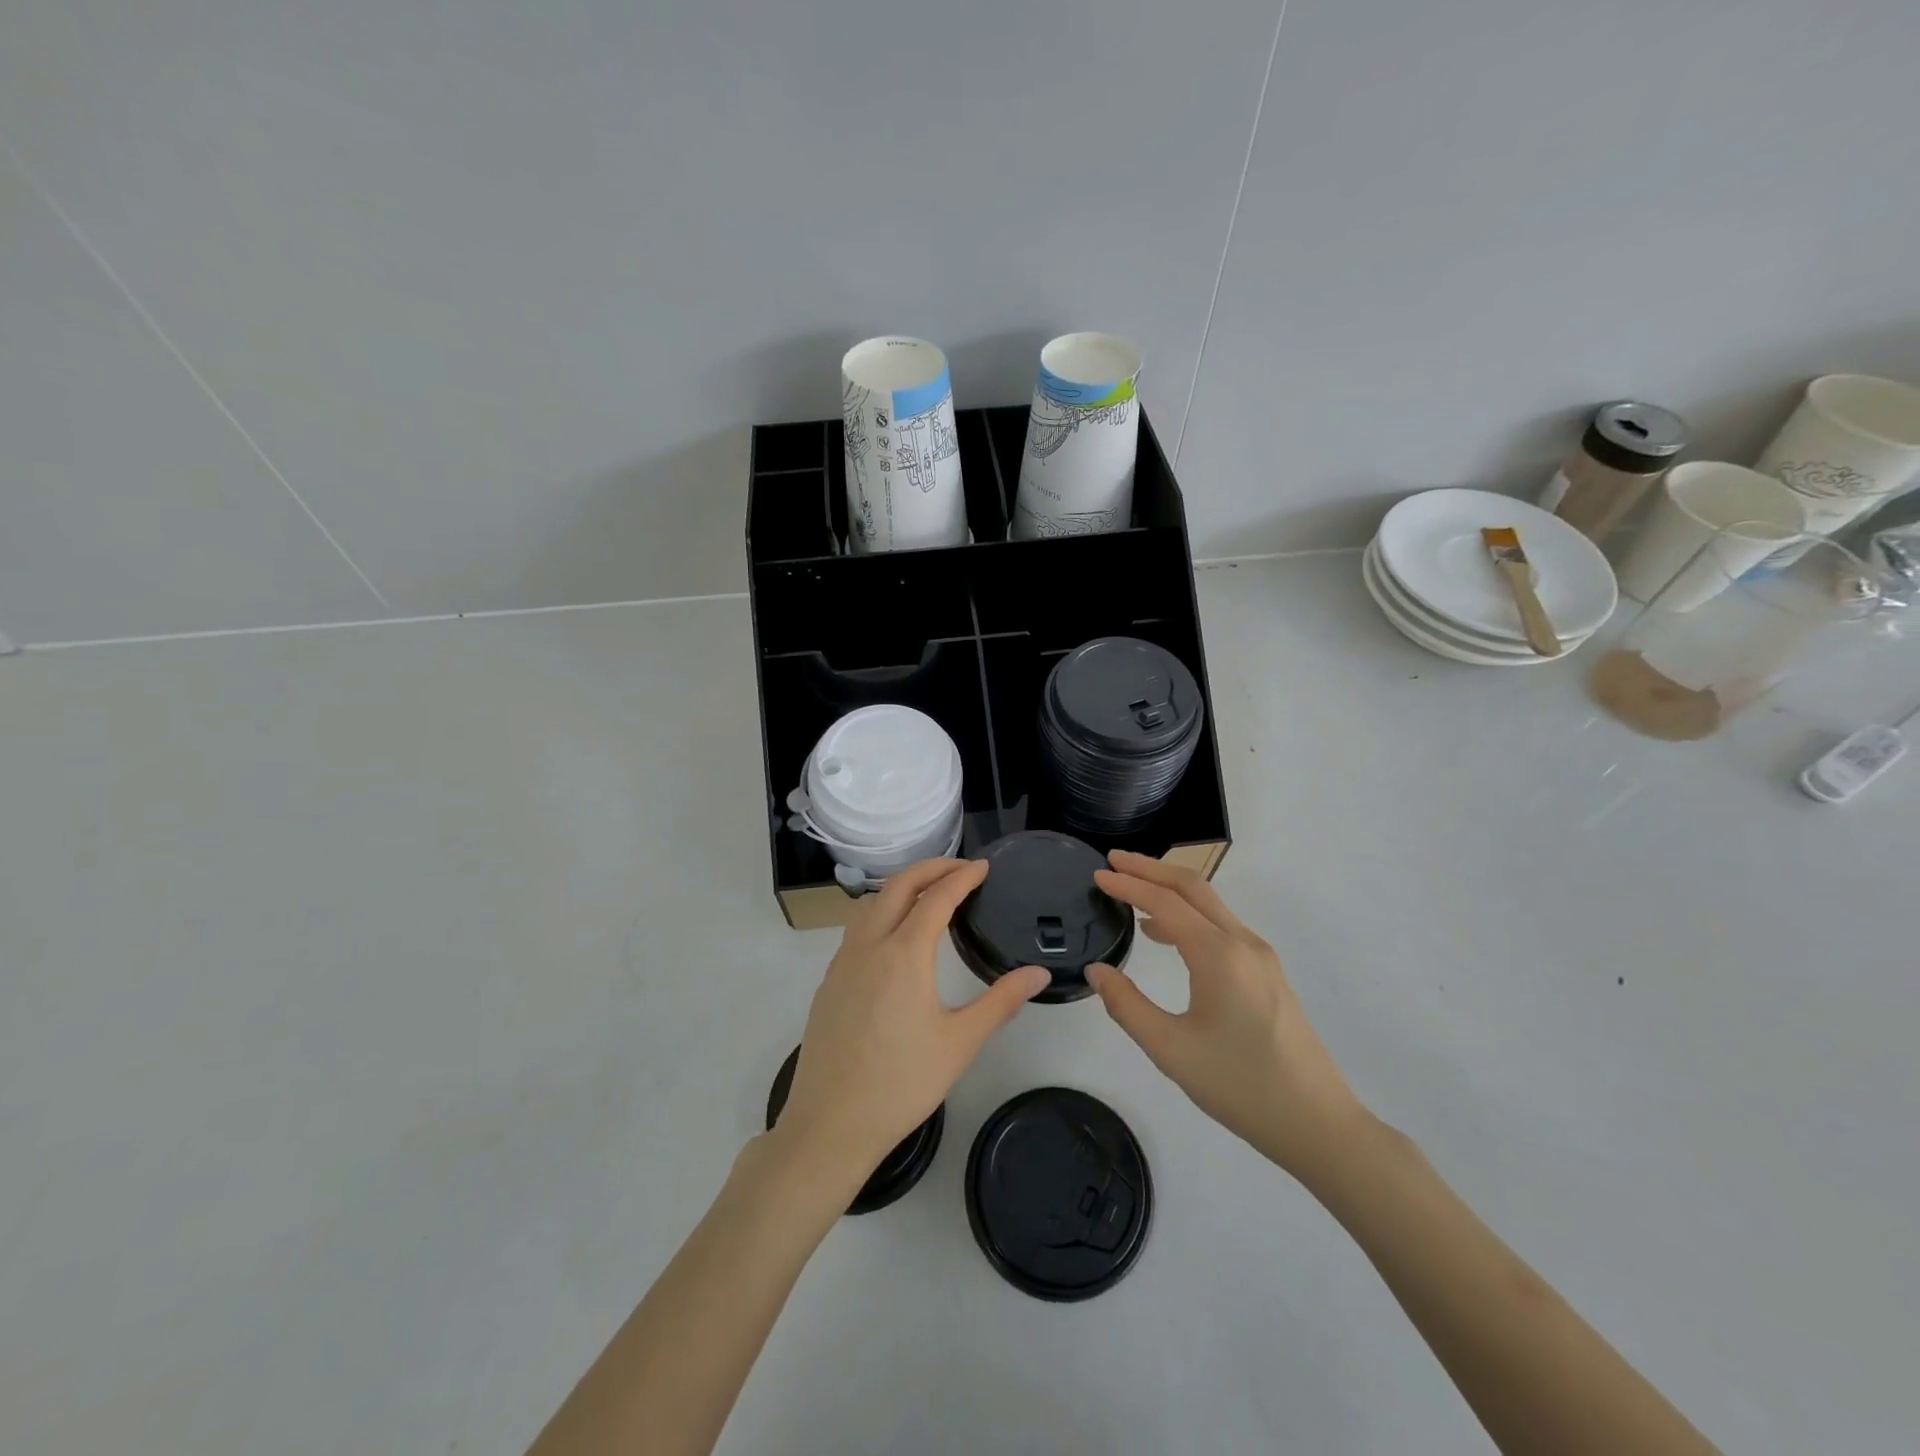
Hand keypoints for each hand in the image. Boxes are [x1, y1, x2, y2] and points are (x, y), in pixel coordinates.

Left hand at [775, 859, 1050, 1184]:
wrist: (830, 1123)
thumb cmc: (902, 1083)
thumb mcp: (960, 1042)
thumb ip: (1001, 1002)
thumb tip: (1038, 974)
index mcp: (904, 953)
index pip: (937, 898)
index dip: (962, 877)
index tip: (984, 867)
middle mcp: (869, 945)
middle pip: (899, 886)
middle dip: (931, 868)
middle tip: (961, 869)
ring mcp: (843, 961)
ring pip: (872, 903)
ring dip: (902, 887)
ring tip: (929, 895)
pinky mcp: (830, 981)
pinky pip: (857, 928)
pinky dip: (881, 911)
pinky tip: (894, 938)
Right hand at [1085, 851, 1366, 1179]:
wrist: (1318, 1124)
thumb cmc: (1240, 1086)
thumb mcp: (1170, 1050)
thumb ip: (1127, 1005)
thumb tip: (1096, 970)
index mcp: (1219, 955)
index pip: (1165, 902)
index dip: (1128, 885)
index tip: (1097, 874)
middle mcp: (1242, 943)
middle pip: (1192, 888)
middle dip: (1151, 869)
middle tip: (1114, 861)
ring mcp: (1260, 957)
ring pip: (1210, 905)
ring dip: (1170, 890)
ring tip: (1132, 894)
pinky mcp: (1268, 973)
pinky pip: (1222, 926)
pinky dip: (1189, 915)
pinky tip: (1167, 936)